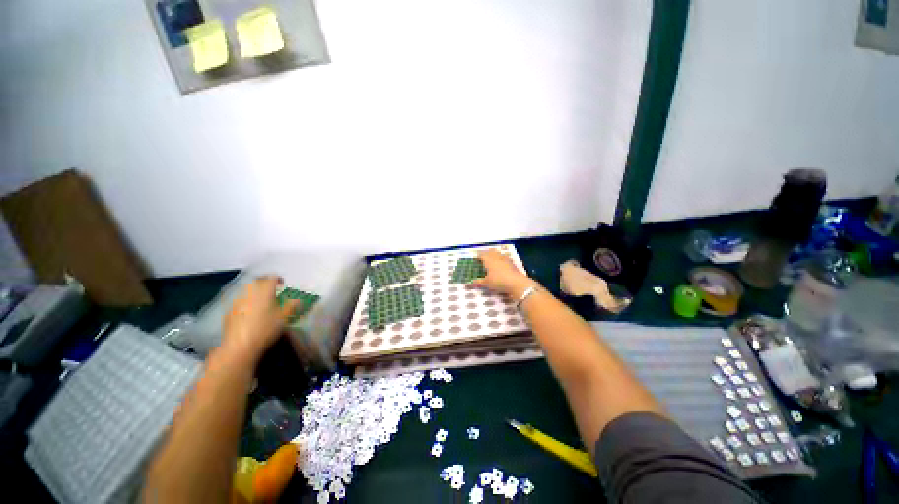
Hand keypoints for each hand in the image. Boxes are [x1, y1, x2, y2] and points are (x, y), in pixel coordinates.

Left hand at [222, 276, 300, 362]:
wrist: (239, 346)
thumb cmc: (265, 329)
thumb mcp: (284, 318)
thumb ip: (292, 306)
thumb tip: (298, 300)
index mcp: (264, 291)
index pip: (271, 278)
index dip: (278, 279)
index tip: (283, 283)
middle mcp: (249, 293)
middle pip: (257, 281)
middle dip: (265, 282)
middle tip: (272, 289)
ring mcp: (237, 302)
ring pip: (246, 290)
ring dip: (254, 292)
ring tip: (261, 300)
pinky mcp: (228, 312)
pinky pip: (239, 301)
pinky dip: (246, 302)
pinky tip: (249, 312)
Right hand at [472, 249, 536, 297]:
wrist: (517, 283)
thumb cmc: (499, 281)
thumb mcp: (486, 283)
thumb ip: (478, 282)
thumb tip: (469, 283)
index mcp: (488, 260)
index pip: (482, 254)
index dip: (478, 254)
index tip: (475, 256)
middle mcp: (496, 257)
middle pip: (490, 251)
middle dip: (486, 252)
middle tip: (483, 256)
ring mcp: (505, 259)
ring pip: (498, 253)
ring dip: (494, 254)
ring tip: (491, 257)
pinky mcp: (511, 263)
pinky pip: (504, 257)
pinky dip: (500, 258)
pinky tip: (501, 263)